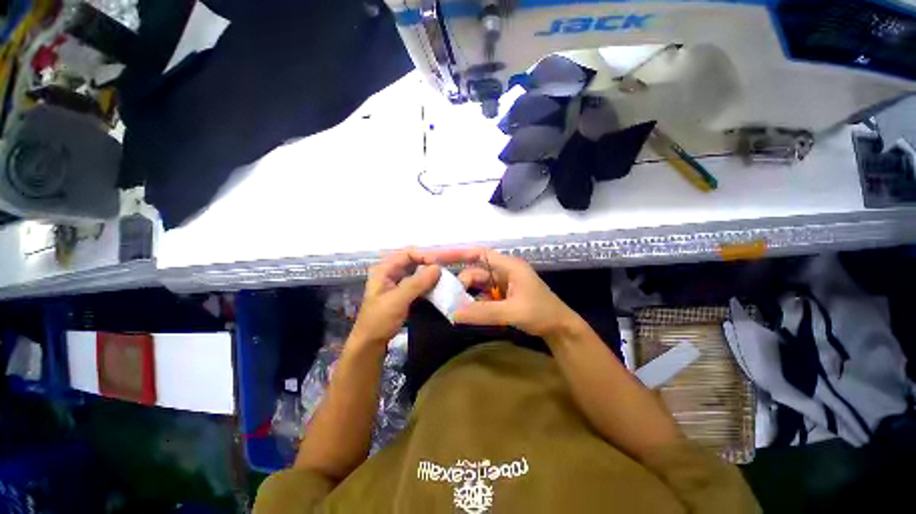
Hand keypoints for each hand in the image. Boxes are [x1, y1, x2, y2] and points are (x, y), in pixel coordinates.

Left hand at [349, 249, 440, 349]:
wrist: (370, 344)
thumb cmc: (379, 320)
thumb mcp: (397, 300)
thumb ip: (417, 283)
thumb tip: (437, 268)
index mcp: (384, 269)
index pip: (408, 253)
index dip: (425, 255)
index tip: (440, 263)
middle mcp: (391, 273)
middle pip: (414, 261)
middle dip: (430, 263)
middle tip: (447, 268)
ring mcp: (398, 284)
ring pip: (418, 272)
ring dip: (431, 274)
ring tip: (446, 277)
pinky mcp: (404, 294)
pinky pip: (419, 284)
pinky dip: (429, 284)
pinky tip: (439, 287)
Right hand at [437, 248, 581, 338]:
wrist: (560, 329)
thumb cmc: (541, 314)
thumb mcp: (512, 312)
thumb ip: (483, 312)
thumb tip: (453, 313)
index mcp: (508, 266)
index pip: (479, 254)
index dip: (458, 253)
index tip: (438, 257)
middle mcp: (503, 271)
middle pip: (475, 271)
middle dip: (462, 283)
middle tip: (447, 298)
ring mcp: (503, 284)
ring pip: (478, 284)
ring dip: (466, 294)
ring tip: (454, 306)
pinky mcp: (502, 295)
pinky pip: (482, 295)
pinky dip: (474, 302)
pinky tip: (467, 311)